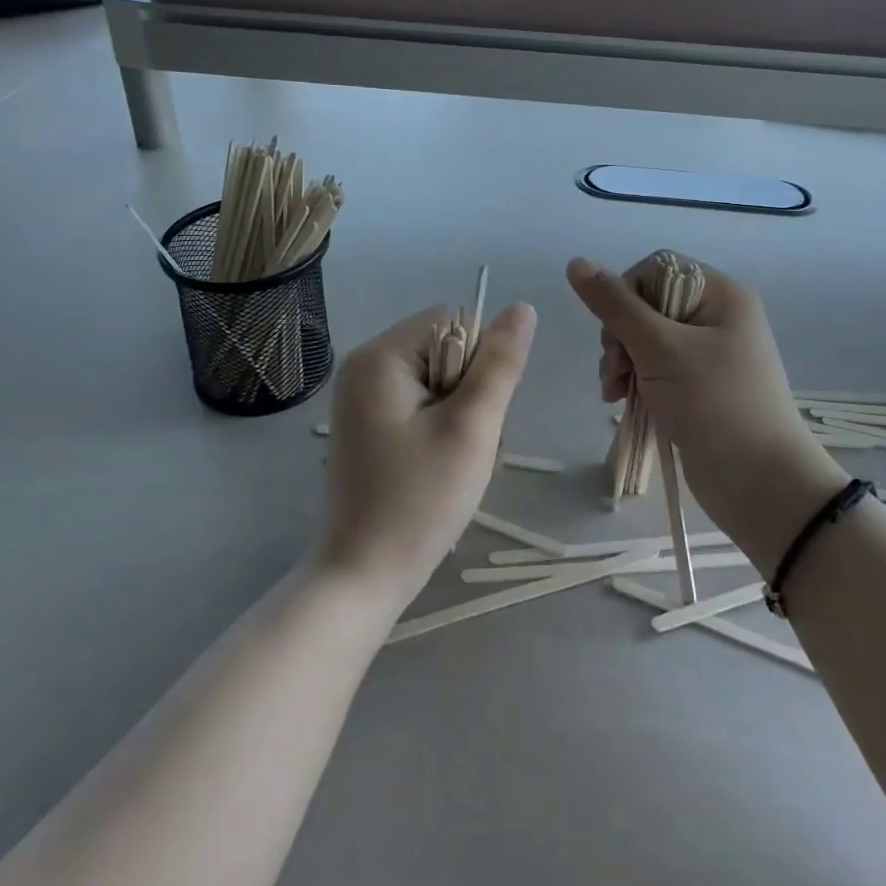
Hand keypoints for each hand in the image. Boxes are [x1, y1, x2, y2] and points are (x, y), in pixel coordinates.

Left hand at [319, 301, 536, 607]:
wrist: (362, 577)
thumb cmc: (420, 500)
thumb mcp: (471, 427)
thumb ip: (500, 363)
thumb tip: (523, 307)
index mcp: (380, 356)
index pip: (454, 323)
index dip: (479, 363)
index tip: (473, 415)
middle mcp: (364, 366)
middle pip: (445, 350)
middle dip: (470, 393)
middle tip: (465, 446)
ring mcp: (361, 398)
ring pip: (438, 382)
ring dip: (460, 416)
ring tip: (453, 463)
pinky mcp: (367, 425)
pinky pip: (420, 405)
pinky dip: (440, 430)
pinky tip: (438, 469)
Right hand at [566, 255, 845, 573]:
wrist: (761, 484)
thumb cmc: (714, 404)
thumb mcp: (659, 349)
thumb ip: (615, 305)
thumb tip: (576, 261)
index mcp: (721, 294)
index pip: (655, 268)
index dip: (626, 294)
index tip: (617, 332)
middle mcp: (716, 316)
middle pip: (646, 303)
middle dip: (620, 335)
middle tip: (617, 370)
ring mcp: (708, 352)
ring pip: (644, 338)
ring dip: (622, 361)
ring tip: (615, 392)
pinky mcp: (698, 384)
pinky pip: (655, 366)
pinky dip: (635, 379)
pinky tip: (622, 401)